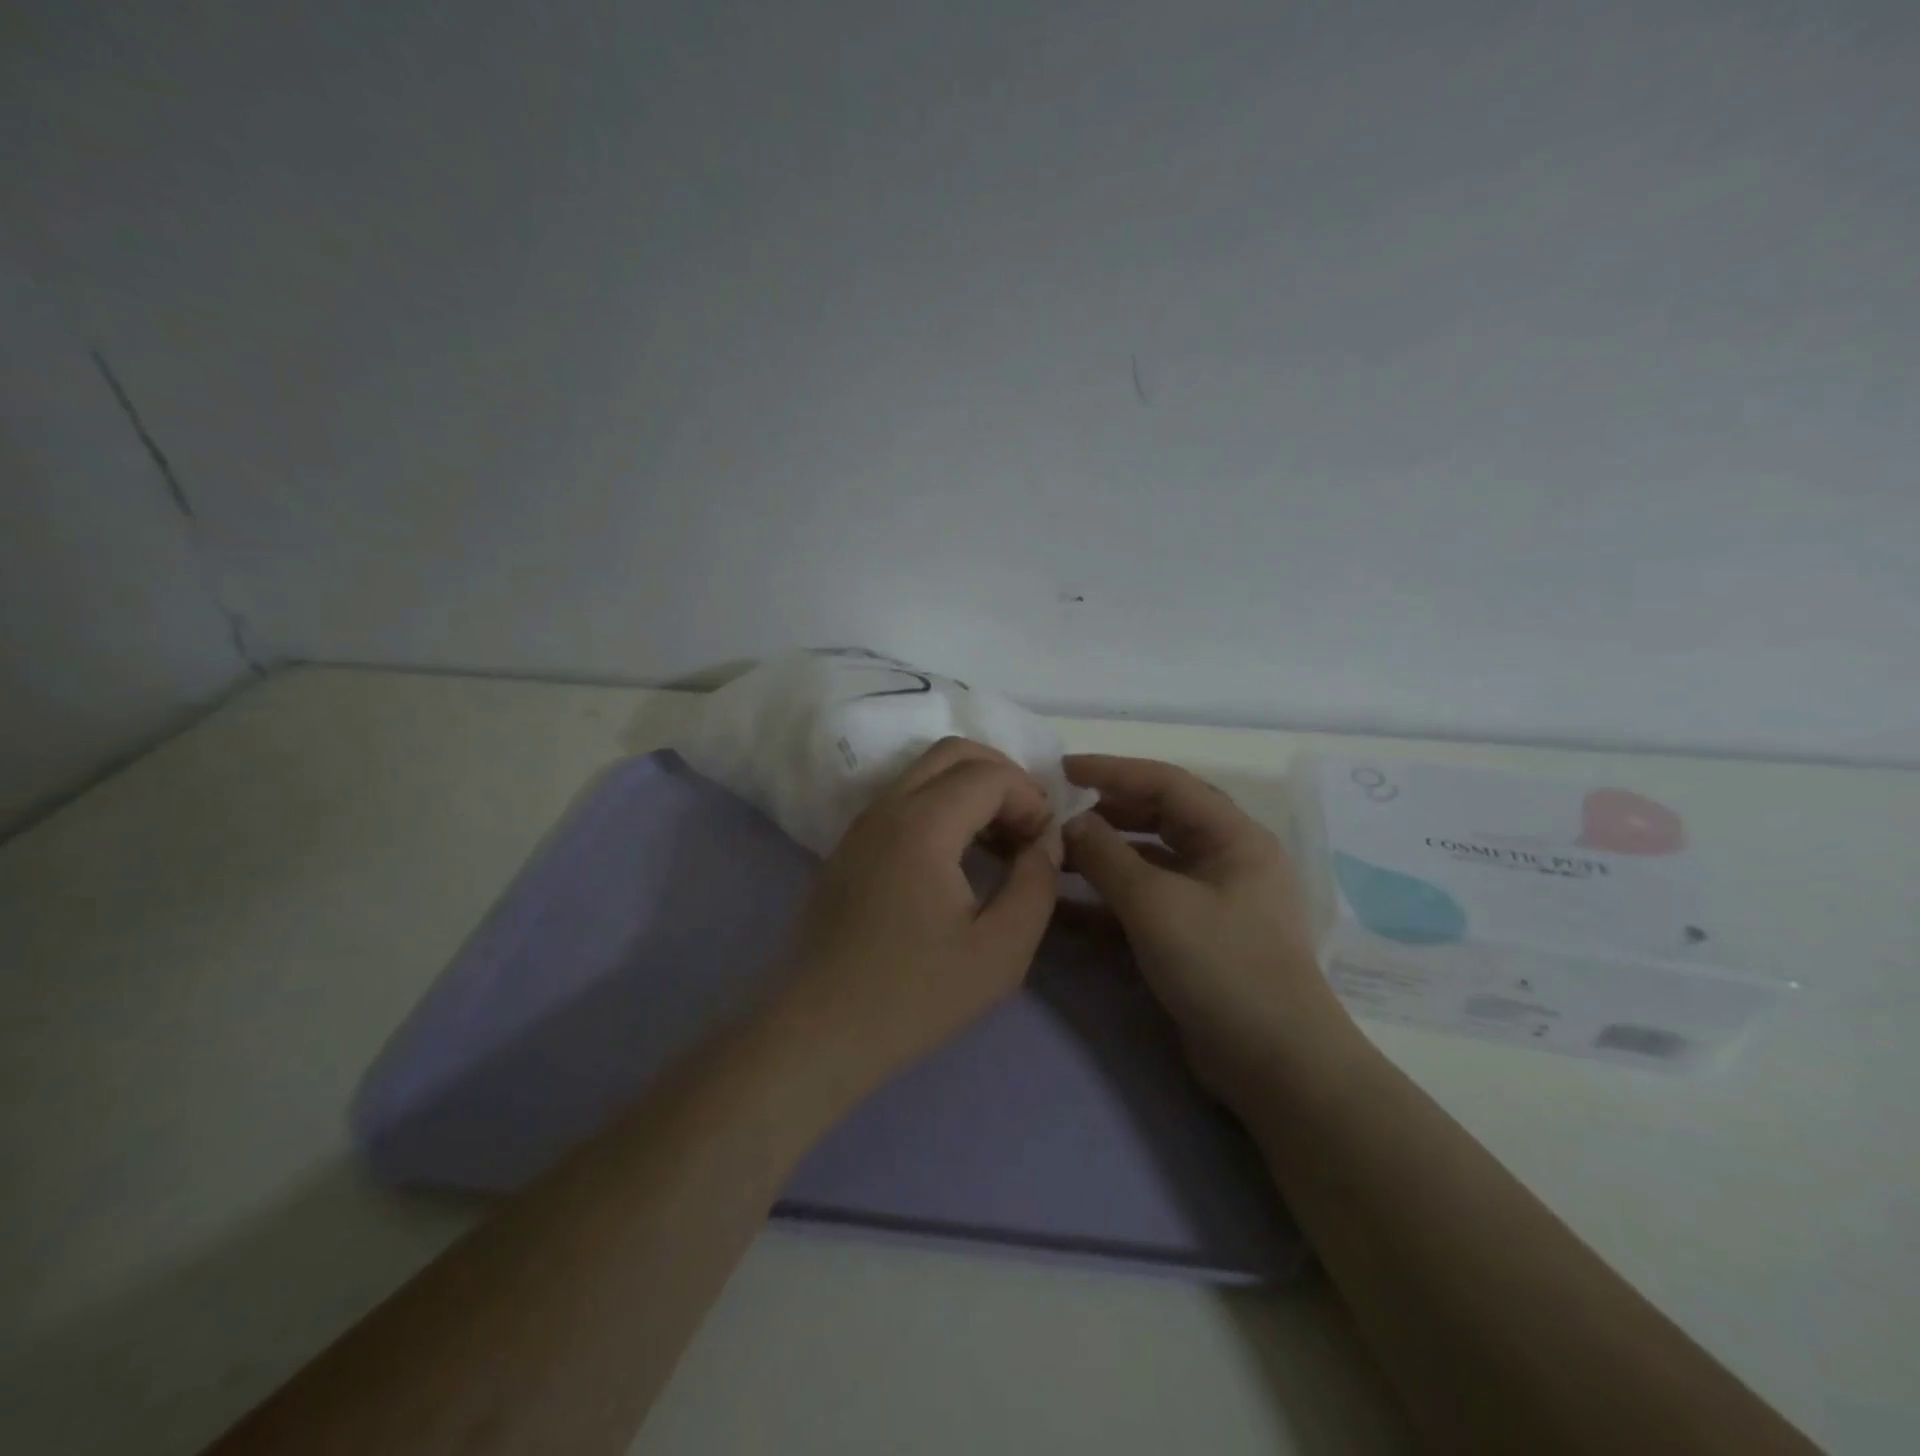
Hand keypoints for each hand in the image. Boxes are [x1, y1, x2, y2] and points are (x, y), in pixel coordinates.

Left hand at [782, 738, 1063, 1088]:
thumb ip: (1036, 883)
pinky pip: (903, 799)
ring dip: (970, 789)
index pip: (988, 774)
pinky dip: (941, 805)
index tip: (1047, 841)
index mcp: (922, 825)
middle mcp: (886, 808)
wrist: (819, 1030)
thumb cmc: (914, 995)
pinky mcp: (850, 846)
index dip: (1030, 797)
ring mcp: (861, 824)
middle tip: (1029, 824)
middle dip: (1002, 775)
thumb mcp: (1001, 950)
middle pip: (952, 752)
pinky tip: (960, 856)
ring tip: (1001, 841)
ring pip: (924, 772)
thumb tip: (1047, 840)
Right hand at [1061, 754, 1339, 1096]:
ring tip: (1057, 852)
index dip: (1113, 771)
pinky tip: (1068, 904)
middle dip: (1108, 810)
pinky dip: (1111, 898)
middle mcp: (1227, 859)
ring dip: (1105, 855)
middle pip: (1160, 817)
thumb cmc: (1222, 966)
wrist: (1275, 1065)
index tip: (1062, 768)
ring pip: (1151, 860)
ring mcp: (1213, 900)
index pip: (1167, 782)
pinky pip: (1148, 901)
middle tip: (1059, 810)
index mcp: (1234, 837)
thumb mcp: (1156, 904)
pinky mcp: (1197, 936)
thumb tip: (1069, 822)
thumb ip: (1107, 856)